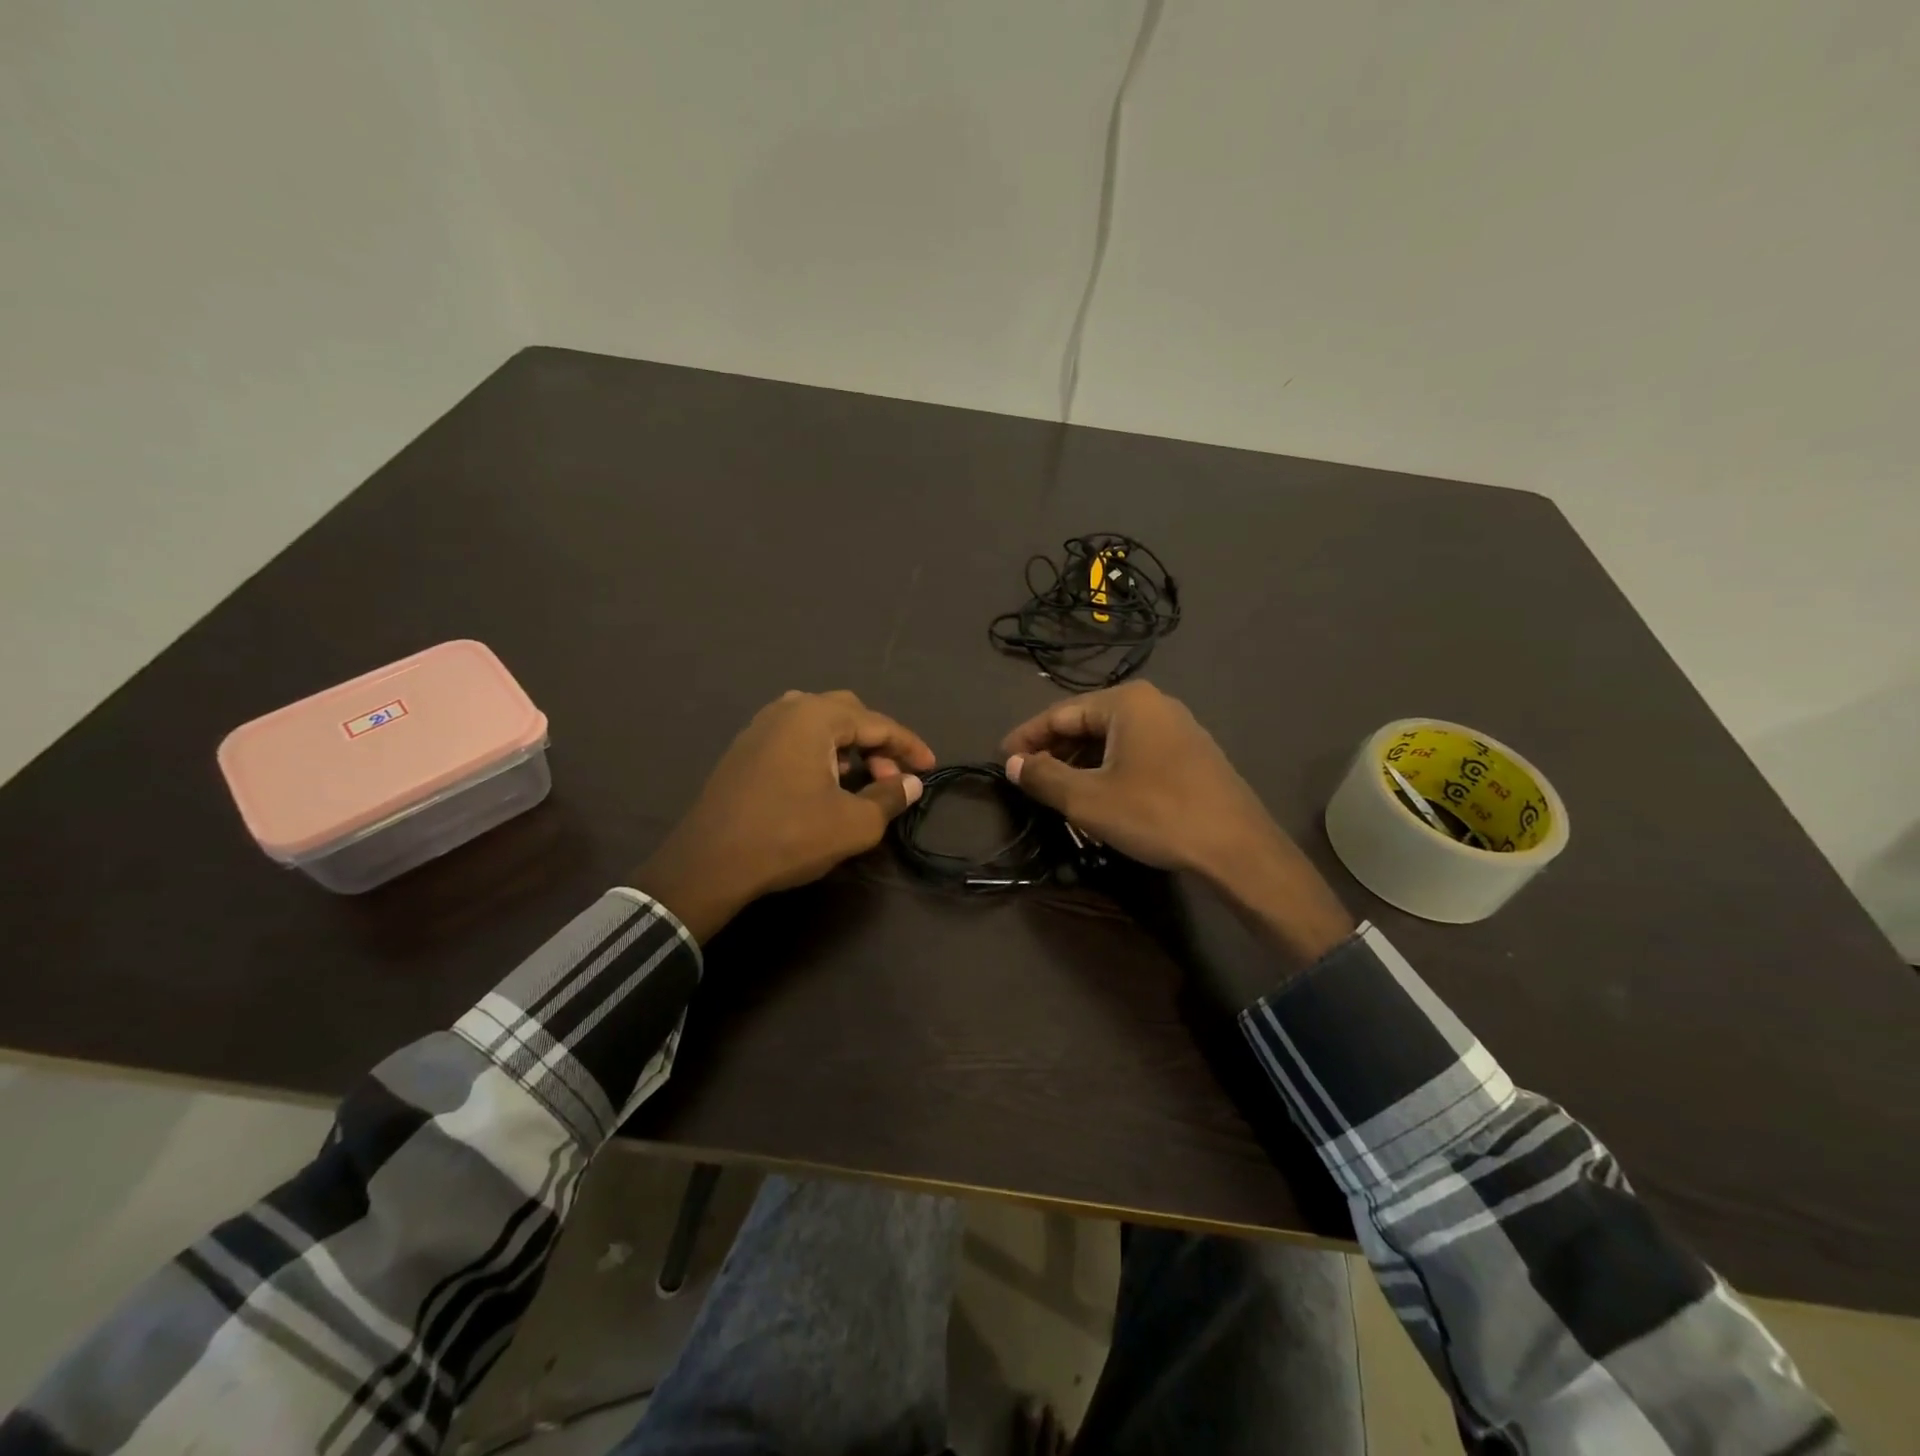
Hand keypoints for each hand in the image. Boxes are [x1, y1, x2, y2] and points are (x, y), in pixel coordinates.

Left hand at [632, 690, 934, 940]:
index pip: (877, 723)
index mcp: (815, 717)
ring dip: (849, 746)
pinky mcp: (744, 750)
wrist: (709, 863)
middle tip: (893, 776)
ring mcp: (760, 727)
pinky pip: (795, 737)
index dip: (909, 746)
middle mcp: (786, 709)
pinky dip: (821, 752)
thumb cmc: (788, 837)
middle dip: (878, 742)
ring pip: (819, 723)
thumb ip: (889, 797)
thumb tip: (911, 783)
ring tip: (862, 779)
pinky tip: (825, 784)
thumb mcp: (853, 823)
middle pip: (848, 713)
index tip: (930, 768)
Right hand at [1001, 682, 1352, 964]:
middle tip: (1027, 779)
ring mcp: (1177, 727)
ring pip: (1113, 739)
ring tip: (1057, 790)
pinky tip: (1099, 793)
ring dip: (1081, 762)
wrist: (1236, 847)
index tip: (1003, 759)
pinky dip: (1109, 768)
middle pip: (1087, 722)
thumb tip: (1015, 764)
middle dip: (1054, 750)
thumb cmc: (1155, 813)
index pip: (1060, 713)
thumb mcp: (1088, 799)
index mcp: (1126, 702)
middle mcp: (1153, 703)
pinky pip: (1136, 751)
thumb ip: (1045, 777)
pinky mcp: (1191, 753)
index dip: (1027, 737)